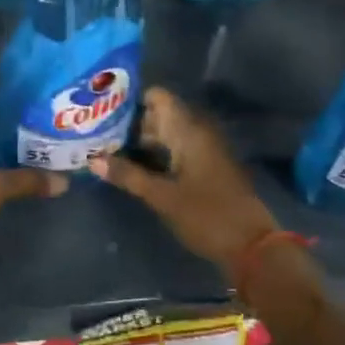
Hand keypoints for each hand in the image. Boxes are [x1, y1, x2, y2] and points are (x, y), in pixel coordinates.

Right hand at [87, 87, 281, 277]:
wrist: (252, 247)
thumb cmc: (207, 215)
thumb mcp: (162, 196)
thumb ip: (128, 175)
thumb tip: (92, 160)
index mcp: (189, 131)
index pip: (158, 97)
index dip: (131, 99)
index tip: (103, 108)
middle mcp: (197, 134)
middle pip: (158, 116)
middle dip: (129, 124)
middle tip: (95, 133)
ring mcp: (203, 152)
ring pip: (165, 136)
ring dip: (139, 142)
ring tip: (105, 150)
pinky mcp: (205, 170)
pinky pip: (174, 153)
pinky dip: (153, 157)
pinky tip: (130, 168)